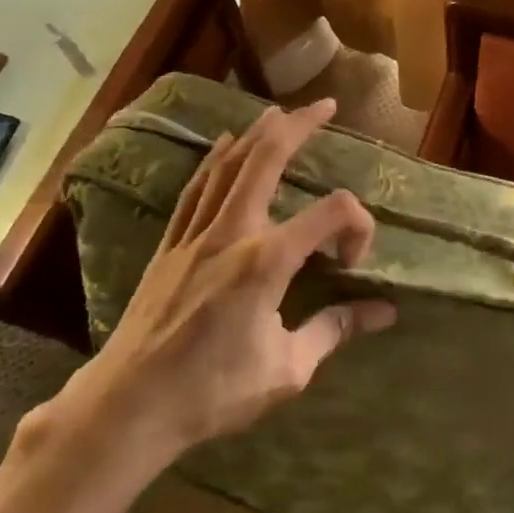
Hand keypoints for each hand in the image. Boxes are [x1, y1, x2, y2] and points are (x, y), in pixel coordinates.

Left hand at [44, 98, 395, 486]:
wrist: (128, 406)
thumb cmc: (212, 391)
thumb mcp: (287, 369)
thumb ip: (335, 330)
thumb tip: (384, 312)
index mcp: (266, 262)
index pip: (331, 214)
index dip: (358, 227)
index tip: (352, 266)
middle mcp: (232, 233)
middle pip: (267, 160)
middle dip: (299, 126)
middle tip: (325, 106)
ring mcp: (196, 235)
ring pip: (229, 166)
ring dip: (257, 134)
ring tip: (280, 113)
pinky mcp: (171, 246)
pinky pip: (196, 188)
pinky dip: (214, 160)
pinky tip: (223, 144)